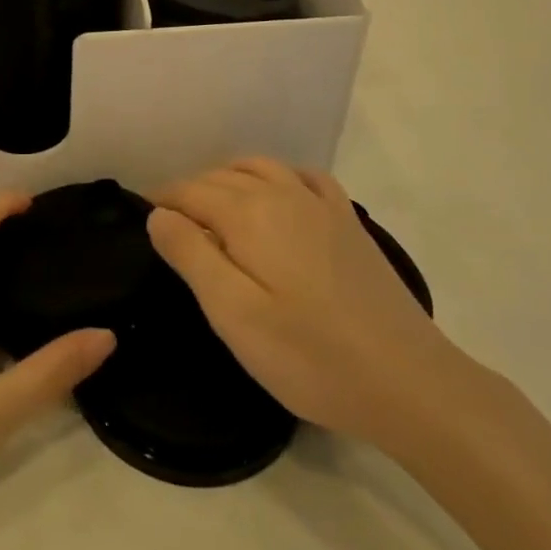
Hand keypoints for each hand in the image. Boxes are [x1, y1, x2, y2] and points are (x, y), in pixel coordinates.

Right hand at [149, 159, 464, 447]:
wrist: (408, 381)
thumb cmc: (309, 356)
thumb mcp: (234, 314)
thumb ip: (191, 255)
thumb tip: (158, 213)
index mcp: (249, 214)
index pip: (190, 192)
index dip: (162, 202)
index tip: (142, 221)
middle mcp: (283, 194)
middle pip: (222, 177)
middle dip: (190, 191)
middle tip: (171, 226)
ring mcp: (321, 205)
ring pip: (261, 168)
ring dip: (228, 178)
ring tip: (212, 207)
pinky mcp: (349, 223)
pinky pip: (306, 177)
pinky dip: (280, 175)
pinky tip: (279, 193)